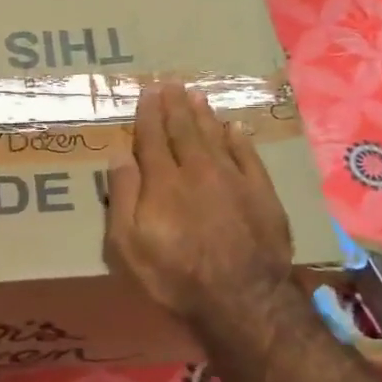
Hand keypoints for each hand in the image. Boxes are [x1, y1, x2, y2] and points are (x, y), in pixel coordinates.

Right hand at [104, 82, 294, 331]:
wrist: (242, 298)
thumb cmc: (175, 276)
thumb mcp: (128, 244)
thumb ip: (123, 195)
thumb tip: (119, 153)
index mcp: (163, 180)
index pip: (152, 137)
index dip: (149, 113)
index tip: (148, 91)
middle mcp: (198, 169)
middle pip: (184, 130)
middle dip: (175, 105)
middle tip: (171, 82)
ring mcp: (234, 179)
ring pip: (216, 136)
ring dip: (204, 114)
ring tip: (196, 94)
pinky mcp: (262, 194)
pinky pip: (249, 155)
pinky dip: (239, 139)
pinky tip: (234, 127)